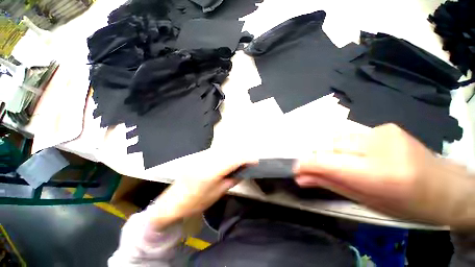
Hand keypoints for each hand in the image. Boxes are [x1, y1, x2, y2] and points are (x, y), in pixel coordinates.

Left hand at [149, 153, 246, 229]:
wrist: (173, 202)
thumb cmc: (195, 202)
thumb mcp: (216, 194)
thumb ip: (230, 180)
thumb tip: (240, 172)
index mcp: (211, 171)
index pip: (233, 159)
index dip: (246, 158)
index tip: (255, 160)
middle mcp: (207, 160)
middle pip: (229, 152)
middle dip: (241, 154)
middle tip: (250, 160)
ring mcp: (202, 157)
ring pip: (223, 150)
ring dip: (234, 153)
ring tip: (241, 159)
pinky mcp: (200, 157)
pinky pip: (217, 152)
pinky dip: (226, 154)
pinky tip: (229, 158)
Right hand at [296, 124, 474, 227]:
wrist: (446, 187)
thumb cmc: (408, 205)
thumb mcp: (367, 202)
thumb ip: (330, 185)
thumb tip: (302, 178)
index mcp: (379, 174)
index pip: (327, 162)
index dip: (306, 164)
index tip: (295, 169)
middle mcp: (379, 146)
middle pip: (329, 145)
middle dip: (317, 158)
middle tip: (317, 169)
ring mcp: (383, 132)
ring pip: (336, 138)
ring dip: (330, 152)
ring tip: (341, 164)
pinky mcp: (384, 126)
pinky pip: (349, 135)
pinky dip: (343, 146)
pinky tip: (356, 155)